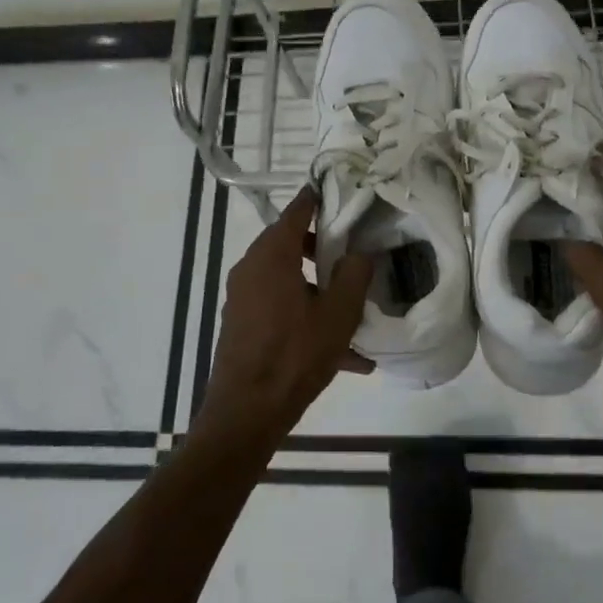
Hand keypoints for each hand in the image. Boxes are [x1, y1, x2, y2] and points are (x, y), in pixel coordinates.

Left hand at [203, 186, 373, 439]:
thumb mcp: (338, 314)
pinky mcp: (243, 324)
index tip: (338, 190)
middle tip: (354, 254)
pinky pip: (281, 308)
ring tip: (355, 312)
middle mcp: (251, 268)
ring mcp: (243, 297)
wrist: (246, 412)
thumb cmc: (295, 355)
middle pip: (291, 243)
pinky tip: (344, 355)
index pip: (297, 211)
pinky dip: (307, 317)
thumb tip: (359, 253)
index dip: (318, 198)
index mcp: (272, 256)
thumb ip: (354, 275)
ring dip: (320, 289)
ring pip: (288, 279)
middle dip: (324, 248)